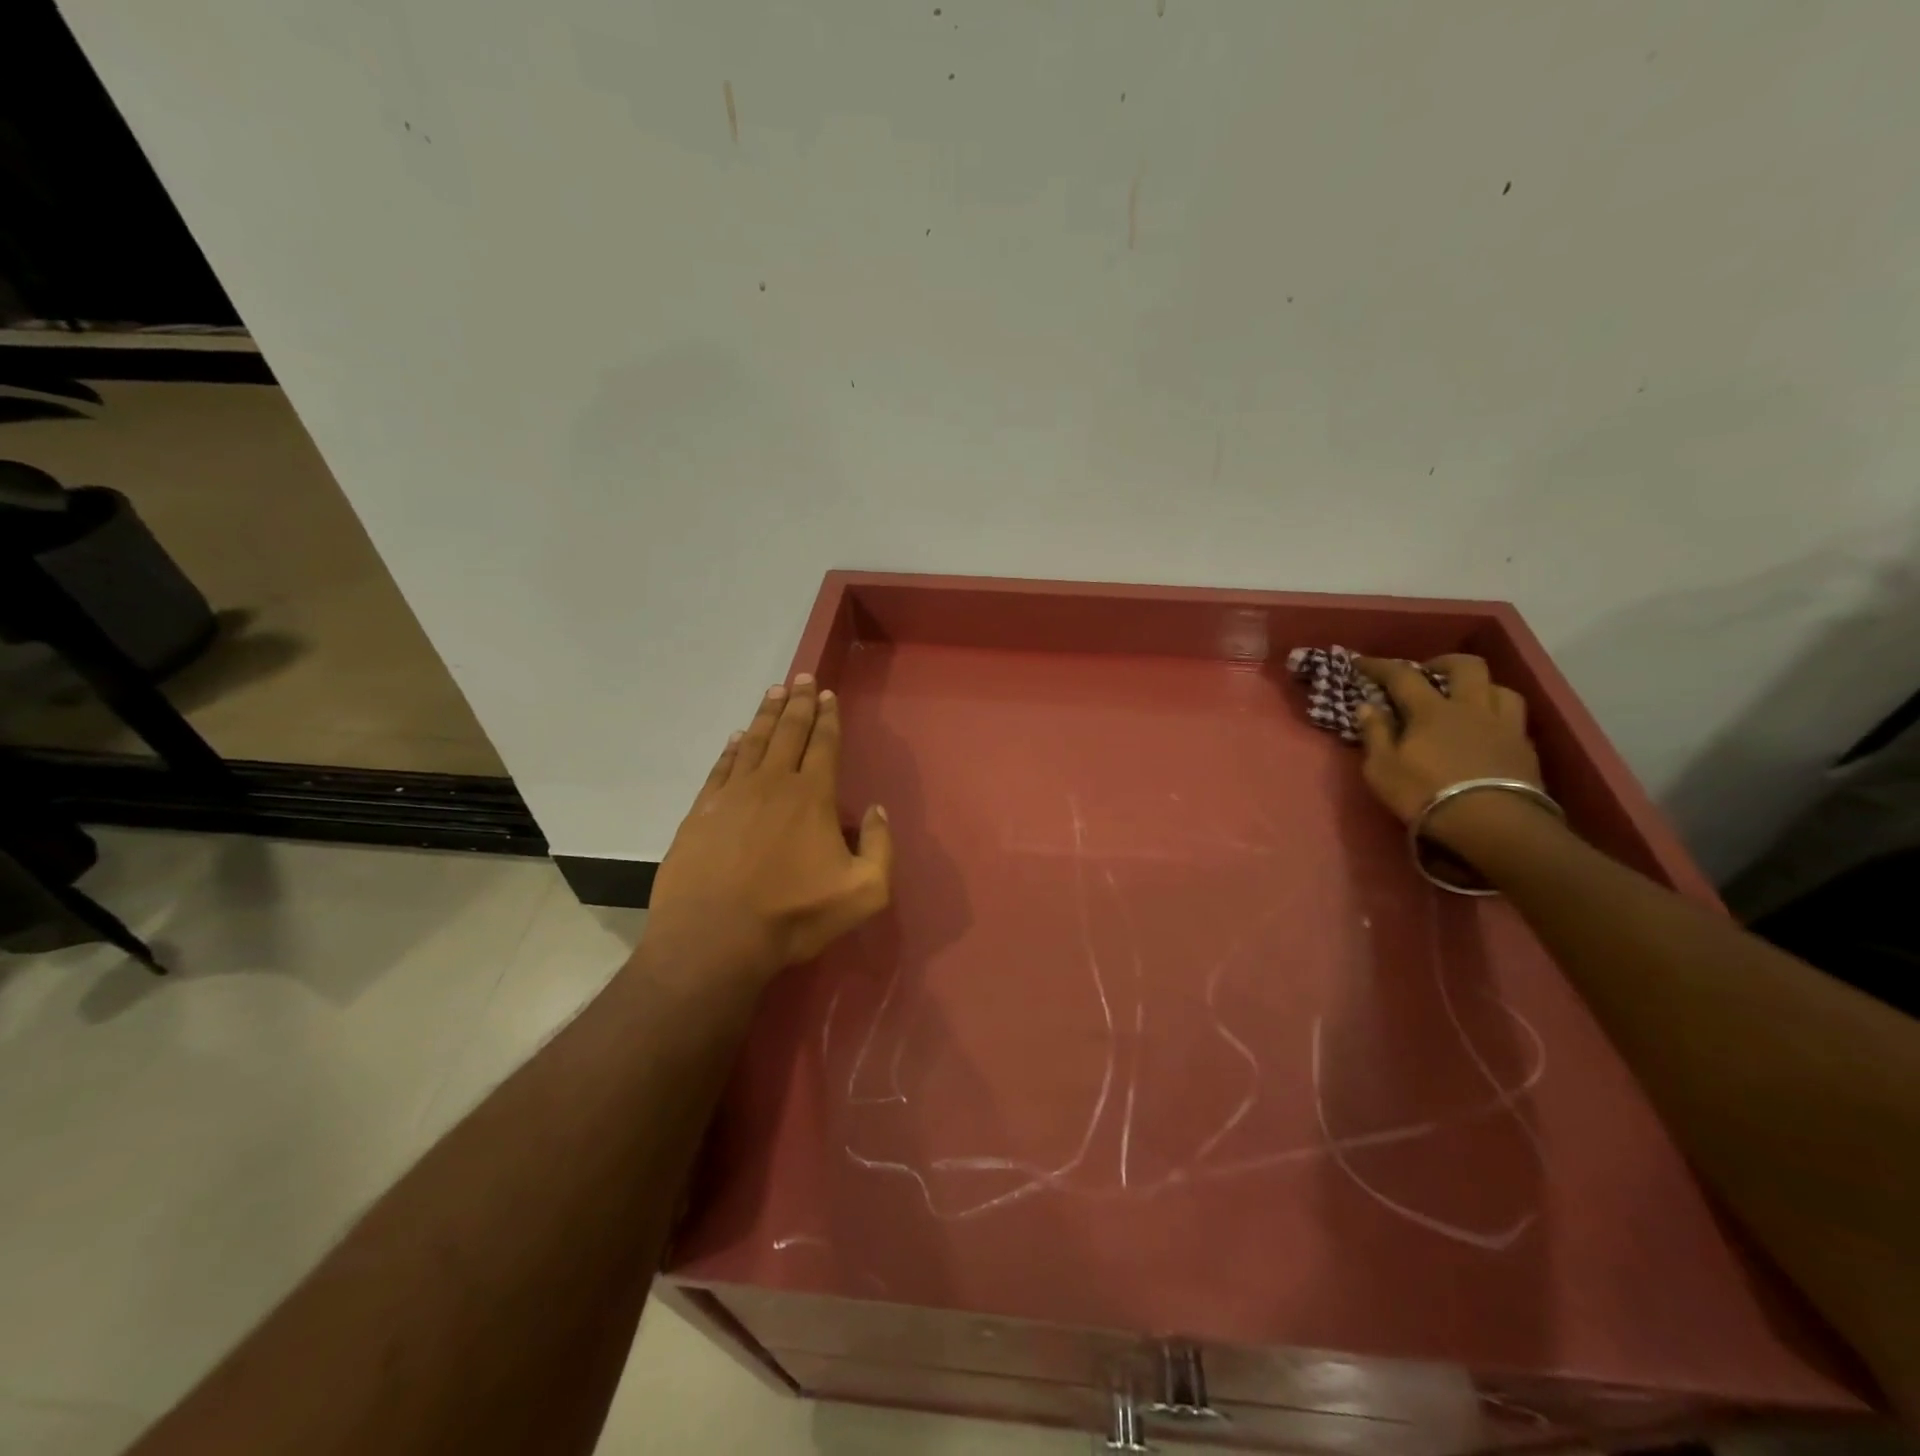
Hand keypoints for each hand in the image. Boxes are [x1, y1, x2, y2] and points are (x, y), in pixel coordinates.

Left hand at [642, 675, 892, 985]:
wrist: (714, 940)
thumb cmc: (793, 916)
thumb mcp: (864, 892)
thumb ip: (880, 847)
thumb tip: (877, 810)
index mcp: (813, 797)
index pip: (823, 744)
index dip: (827, 717)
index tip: (827, 694)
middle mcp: (773, 783)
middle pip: (788, 732)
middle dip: (797, 703)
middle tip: (801, 678)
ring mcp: (732, 795)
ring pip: (752, 742)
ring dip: (765, 715)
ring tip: (773, 692)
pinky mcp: (701, 812)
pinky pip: (721, 768)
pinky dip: (731, 749)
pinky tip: (736, 738)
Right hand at [1352, 655, 1545, 846]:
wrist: (1492, 824)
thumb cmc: (1425, 793)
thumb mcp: (1382, 769)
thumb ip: (1375, 734)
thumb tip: (1368, 706)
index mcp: (1431, 710)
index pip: (1402, 676)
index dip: (1379, 666)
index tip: (1361, 661)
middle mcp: (1471, 707)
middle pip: (1465, 666)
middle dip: (1443, 663)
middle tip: (1427, 672)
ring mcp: (1504, 725)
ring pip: (1498, 687)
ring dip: (1479, 686)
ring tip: (1465, 699)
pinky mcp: (1525, 747)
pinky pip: (1514, 717)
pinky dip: (1496, 714)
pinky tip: (1488, 728)